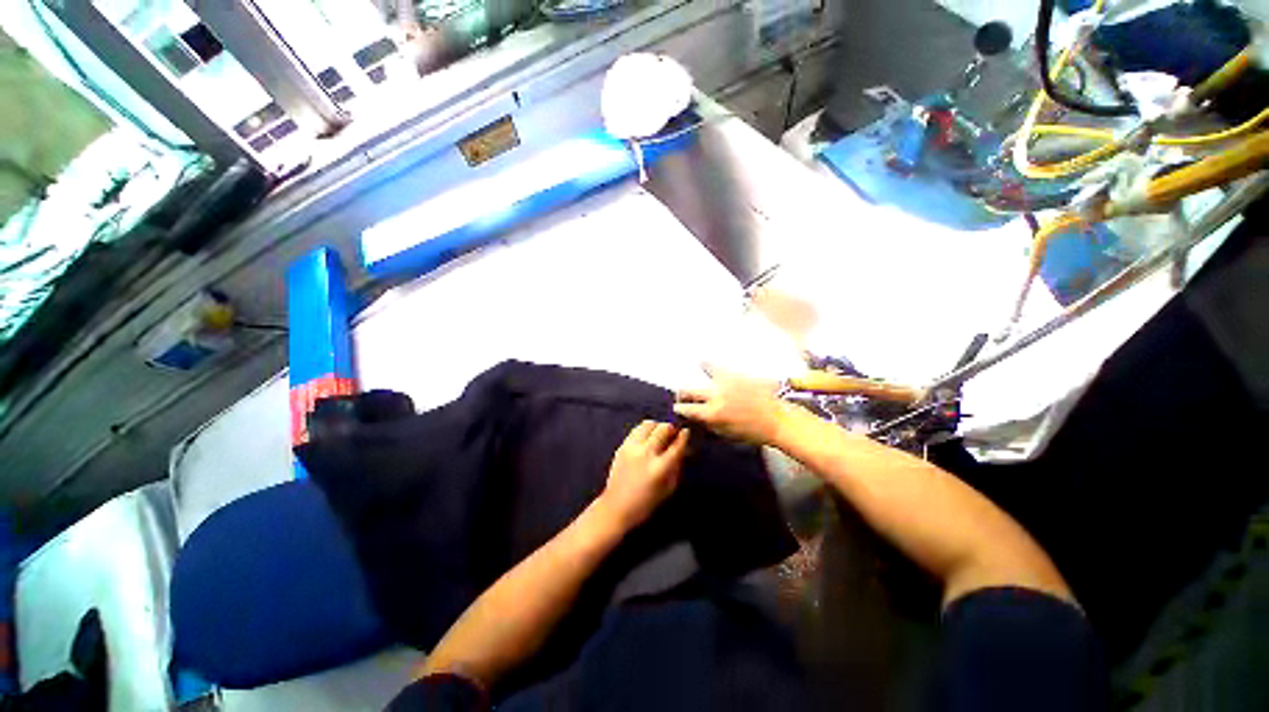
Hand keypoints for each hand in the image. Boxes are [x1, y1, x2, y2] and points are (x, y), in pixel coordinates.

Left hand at [598, 421, 689, 529]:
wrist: (616, 507)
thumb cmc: (647, 502)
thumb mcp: (669, 488)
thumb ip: (677, 465)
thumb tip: (684, 449)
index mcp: (660, 467)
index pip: (677, 444)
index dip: (684, 436)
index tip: (687, 432)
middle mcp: (646, 453)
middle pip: (663, 428)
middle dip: (672, 428)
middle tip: (674, 433)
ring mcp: (632, 447)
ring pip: (649, 424)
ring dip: (657, 426)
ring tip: (660, 433)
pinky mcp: (622, 446)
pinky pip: (636, 430)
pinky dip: (645, 430)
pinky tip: (647, 438)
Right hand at [673, 368, 789, 445]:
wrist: (777, 420)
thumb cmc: (752, 432)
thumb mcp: (726, 434)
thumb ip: (708, 424)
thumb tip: (696, 417)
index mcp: (712, 414)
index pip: (687, 409)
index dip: (679, 409)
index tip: (677, 408)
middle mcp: (715, 396)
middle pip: (689, 391)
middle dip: (682, 393)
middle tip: (682, 394)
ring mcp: (726, 382)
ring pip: (705, 371)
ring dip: (697, 372)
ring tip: (695, 368)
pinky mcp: (737, 374)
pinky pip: (719, 367)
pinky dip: (710, 365)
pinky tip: (704, 362)